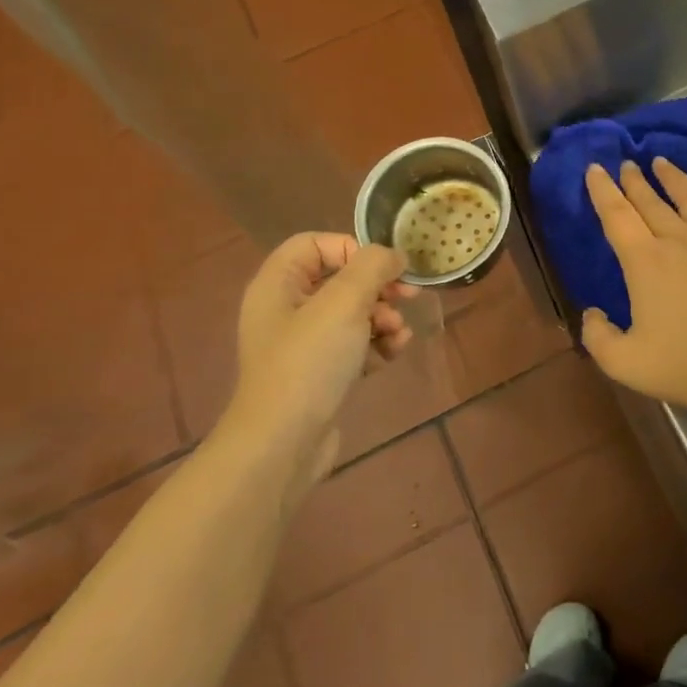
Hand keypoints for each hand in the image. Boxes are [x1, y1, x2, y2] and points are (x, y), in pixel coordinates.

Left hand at [215, 233, 414, 503]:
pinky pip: (354, 344)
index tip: (384, 268)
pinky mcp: (319, 373)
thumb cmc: (309, 362)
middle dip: (378, 287)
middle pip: (340, 278)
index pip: (315, 243)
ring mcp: (302, 344)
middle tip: (408, 296)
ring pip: (353, 312)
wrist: (283, 443)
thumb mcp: (344, 302)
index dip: (352, 248)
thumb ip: (372, 267)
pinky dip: (376, 344)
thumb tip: (393, 255)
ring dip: (383, 316)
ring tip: (398, 333)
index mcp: (278, 284)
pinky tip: (394, 353)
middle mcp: (286, 309)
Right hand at [580, 159, 686, 420]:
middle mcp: (679, 241)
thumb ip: (597, 335)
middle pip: (652, 203)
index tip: (594, 168)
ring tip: (663, 161)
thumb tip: (593, 313)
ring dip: (676, 179)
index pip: (617, 216)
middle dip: (635, 180)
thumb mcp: (622, 361)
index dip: (602, 190)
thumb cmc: (682, 365)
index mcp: (645, 261)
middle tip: (626, 163)